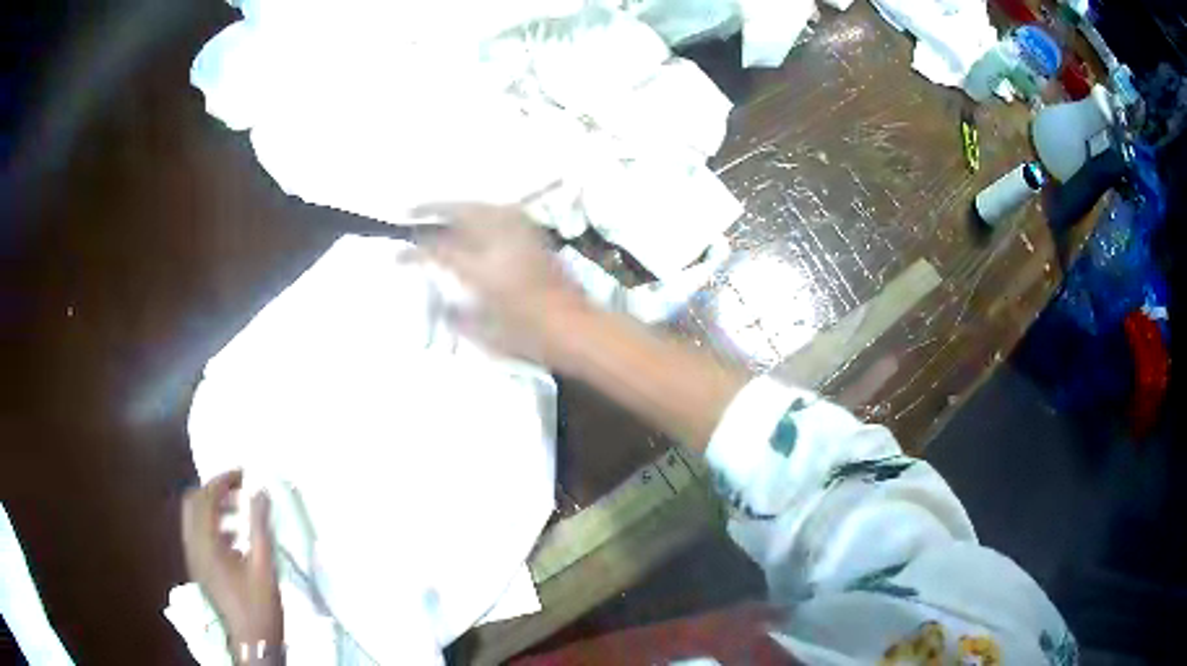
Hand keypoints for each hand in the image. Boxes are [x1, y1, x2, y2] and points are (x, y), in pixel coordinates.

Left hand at [181, 470, 282, 650]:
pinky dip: (212, 524)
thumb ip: (259, 525)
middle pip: (193, 502)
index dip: (223, 480)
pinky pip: (198, 534)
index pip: (206, 497)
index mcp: (206, 542)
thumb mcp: (264, 564)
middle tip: (238, 489)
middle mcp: (193, 545)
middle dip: (214, 490)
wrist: (252, 642)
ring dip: (213, 507)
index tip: (243, 474)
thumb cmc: (259, 605)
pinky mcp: (200, 568)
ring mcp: (194, 558)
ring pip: (193, 518)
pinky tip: (234, 536)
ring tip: (239, 510)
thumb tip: (260, 491)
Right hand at [412, 203, 591, 366]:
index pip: (438, 251)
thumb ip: (459, 318)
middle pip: (459, 213)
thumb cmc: (530, 338)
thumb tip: (444, 306)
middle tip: (410, 211)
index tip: (396, 256)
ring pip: (482, 206)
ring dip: (457, 205)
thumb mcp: (486, 335)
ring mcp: (519, 234)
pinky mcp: (535, 235)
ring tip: (441, 210)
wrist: (577, 328)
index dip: (414, 252)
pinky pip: (502, 211)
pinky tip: (477, 216)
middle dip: (432, 209)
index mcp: (481, 268)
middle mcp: (498, 241)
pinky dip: (483, 209)